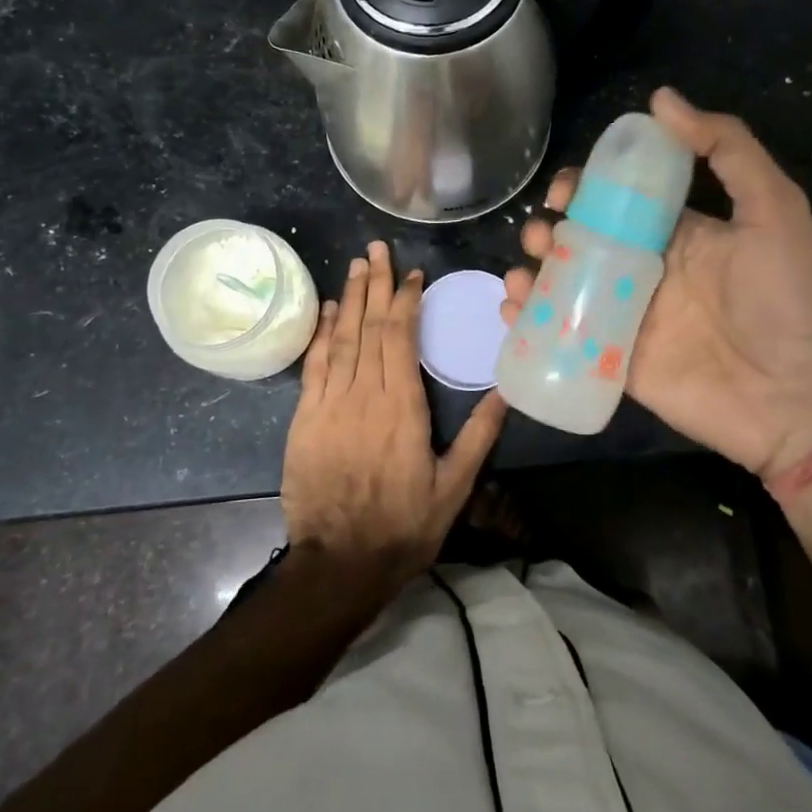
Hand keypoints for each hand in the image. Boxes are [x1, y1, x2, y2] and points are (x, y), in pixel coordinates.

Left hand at [282, 241, 507, 592]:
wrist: (338, 564)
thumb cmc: (403, 526)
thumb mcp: (453, 488)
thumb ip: (479, 436)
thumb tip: (506, 393)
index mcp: (403, 408)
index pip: (402, 338)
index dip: (405, 301)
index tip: (412, 274)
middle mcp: (365, 395)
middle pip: (370, 327)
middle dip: (375, 284)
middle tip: (376, 248)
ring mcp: (330, 404)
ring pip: (342, 338)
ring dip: (351, 298)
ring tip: (357, 264)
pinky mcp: (305, 418)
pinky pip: (315, 365)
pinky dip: (323, 333)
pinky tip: (331, 310)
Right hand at [503, 88, 811, 486]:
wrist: (798, 401)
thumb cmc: (787, 299)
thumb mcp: (774, 210)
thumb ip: (727, 149)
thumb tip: (661, 99)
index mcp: (677, 232)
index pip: (617, 199)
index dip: (583, 188)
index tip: (562, 191)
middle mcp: (645, 269)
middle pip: (580, 239)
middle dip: (548, 230)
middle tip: (540, 235)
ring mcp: (626, 316)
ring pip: (564, 283)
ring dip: (533, 270)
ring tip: (524, 273)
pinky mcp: (613, 360)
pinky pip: (562, 334)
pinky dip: (530, 319)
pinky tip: (514, 307)